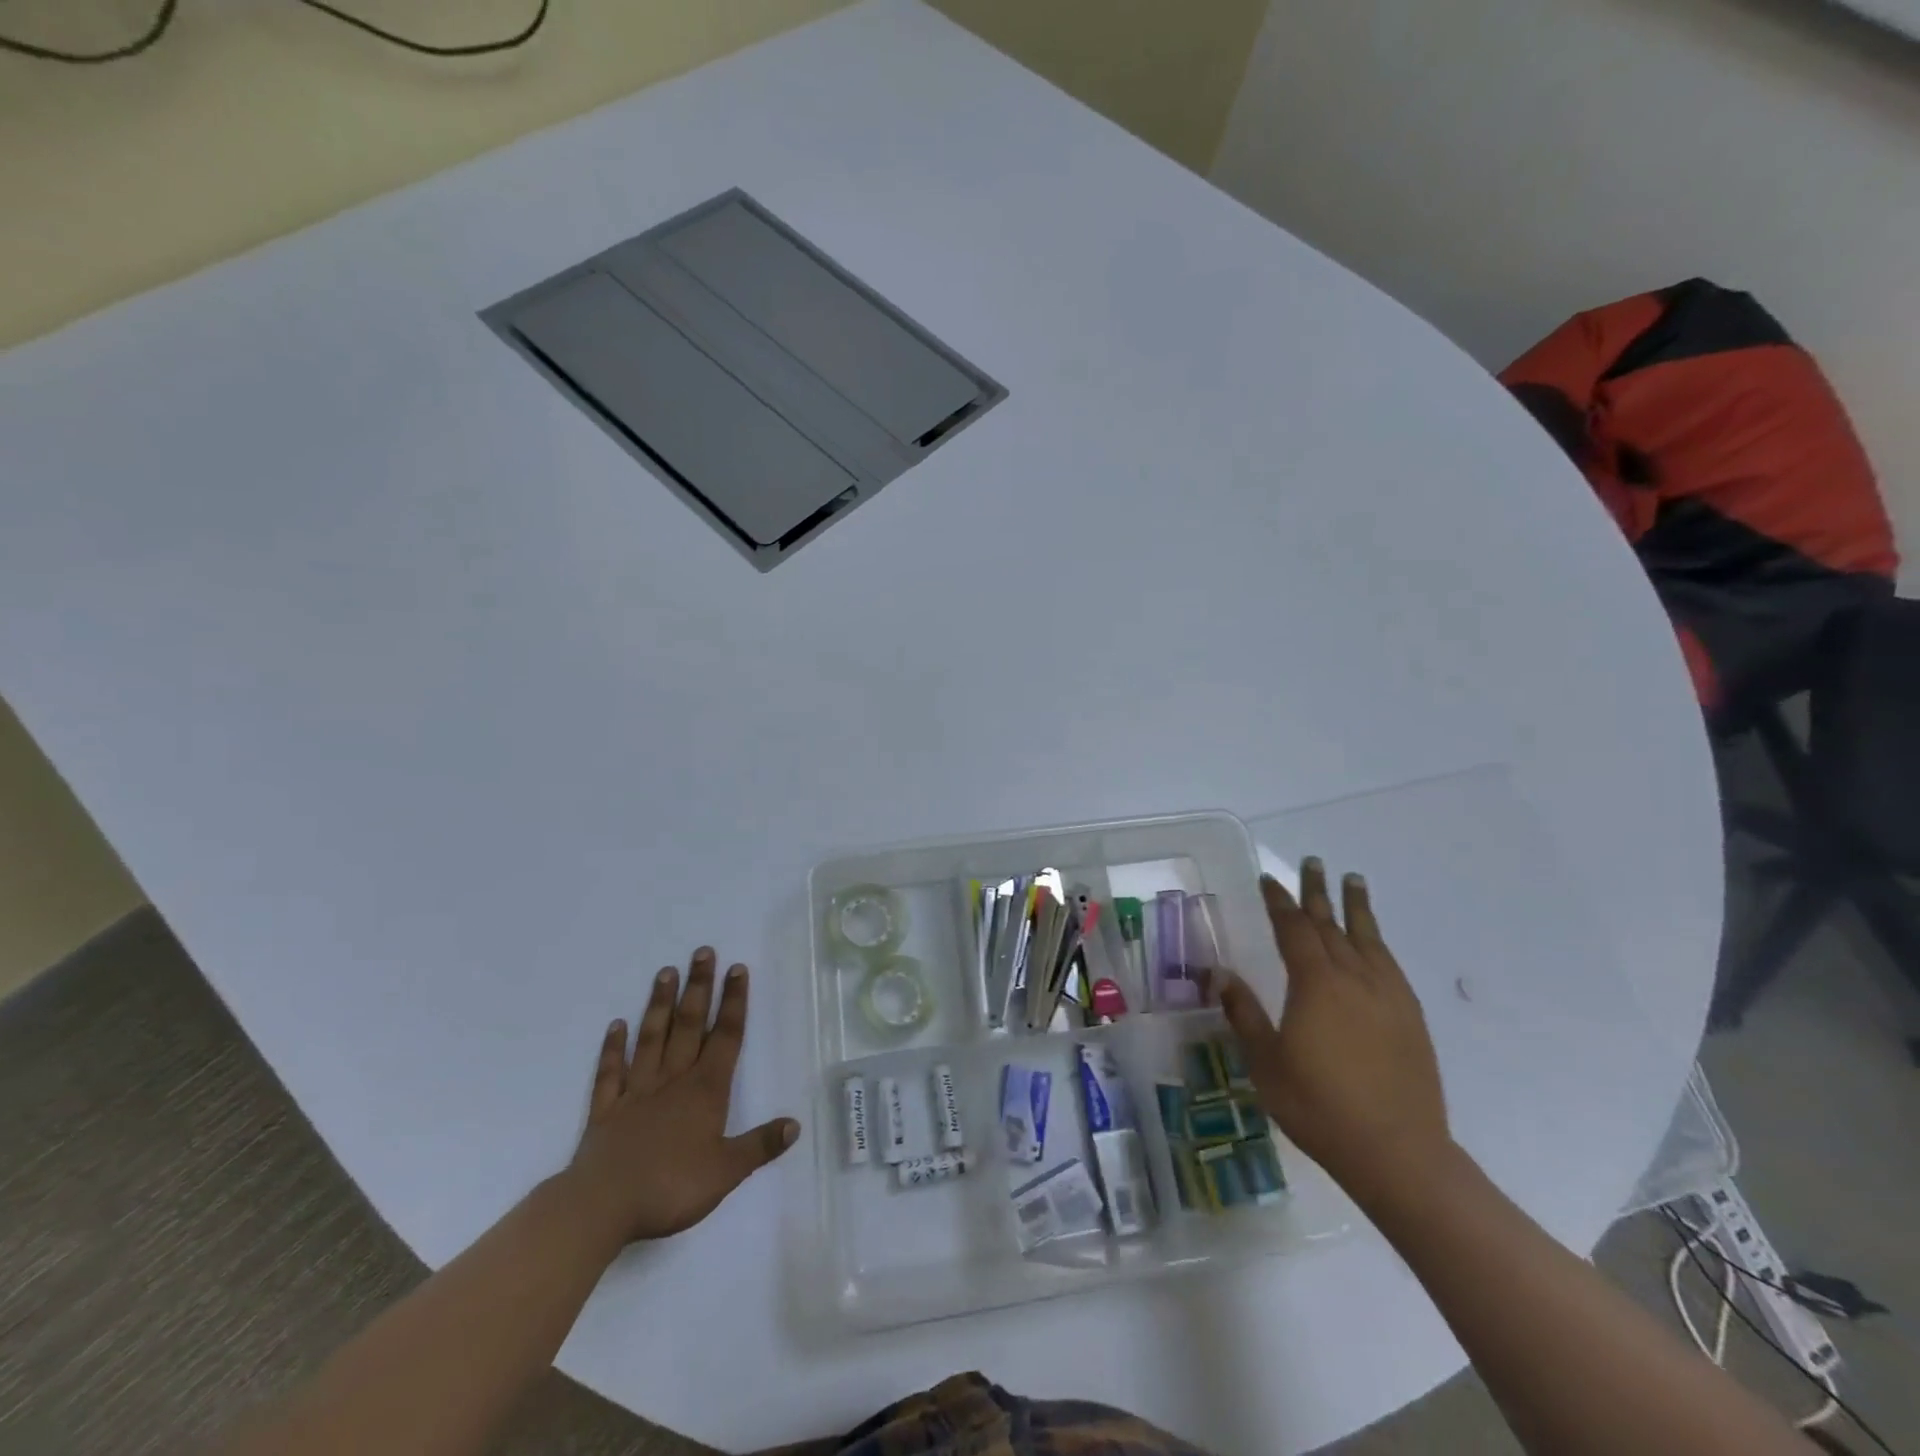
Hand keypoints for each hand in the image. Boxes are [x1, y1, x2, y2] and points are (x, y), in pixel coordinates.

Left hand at [560, 947, 799, 1247]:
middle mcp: (673, 1080)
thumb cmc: (670, 1187)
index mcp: (705, 1090)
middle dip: (698, 987)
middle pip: (689, 1025)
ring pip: (652, 1038)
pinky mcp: (606, 1109)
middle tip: (702, 952)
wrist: (601, 1208)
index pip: (725, 1036)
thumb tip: (795, 1124)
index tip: (737, 969)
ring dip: (659, 1004)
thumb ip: (760, 1145)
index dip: (733, 1002)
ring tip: (665, 971)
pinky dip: (613, 1047)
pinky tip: (615, 1025)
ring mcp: (636, 1091)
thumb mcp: (726, 1172)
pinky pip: (611, 1072)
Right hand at [1220, 860, 1451, 1203]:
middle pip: (1332, 924)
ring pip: (1368, 938)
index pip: (1294, 928)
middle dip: (1318, 892)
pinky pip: (1389, 964)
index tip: (1270, 879)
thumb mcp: (1266, 1062)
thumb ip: (1243, 1013)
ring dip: (1356, 907)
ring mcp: (1388, 996)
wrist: (1398, 1152)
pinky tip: (1374, 943)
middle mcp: (1354, 978)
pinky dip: (1377, 943)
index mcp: (1316, 984)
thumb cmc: (1319, 1106)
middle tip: (1313, 862)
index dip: (1280, 901)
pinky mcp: (1410, 1017)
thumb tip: (1219, 973)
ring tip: (1353, 881)